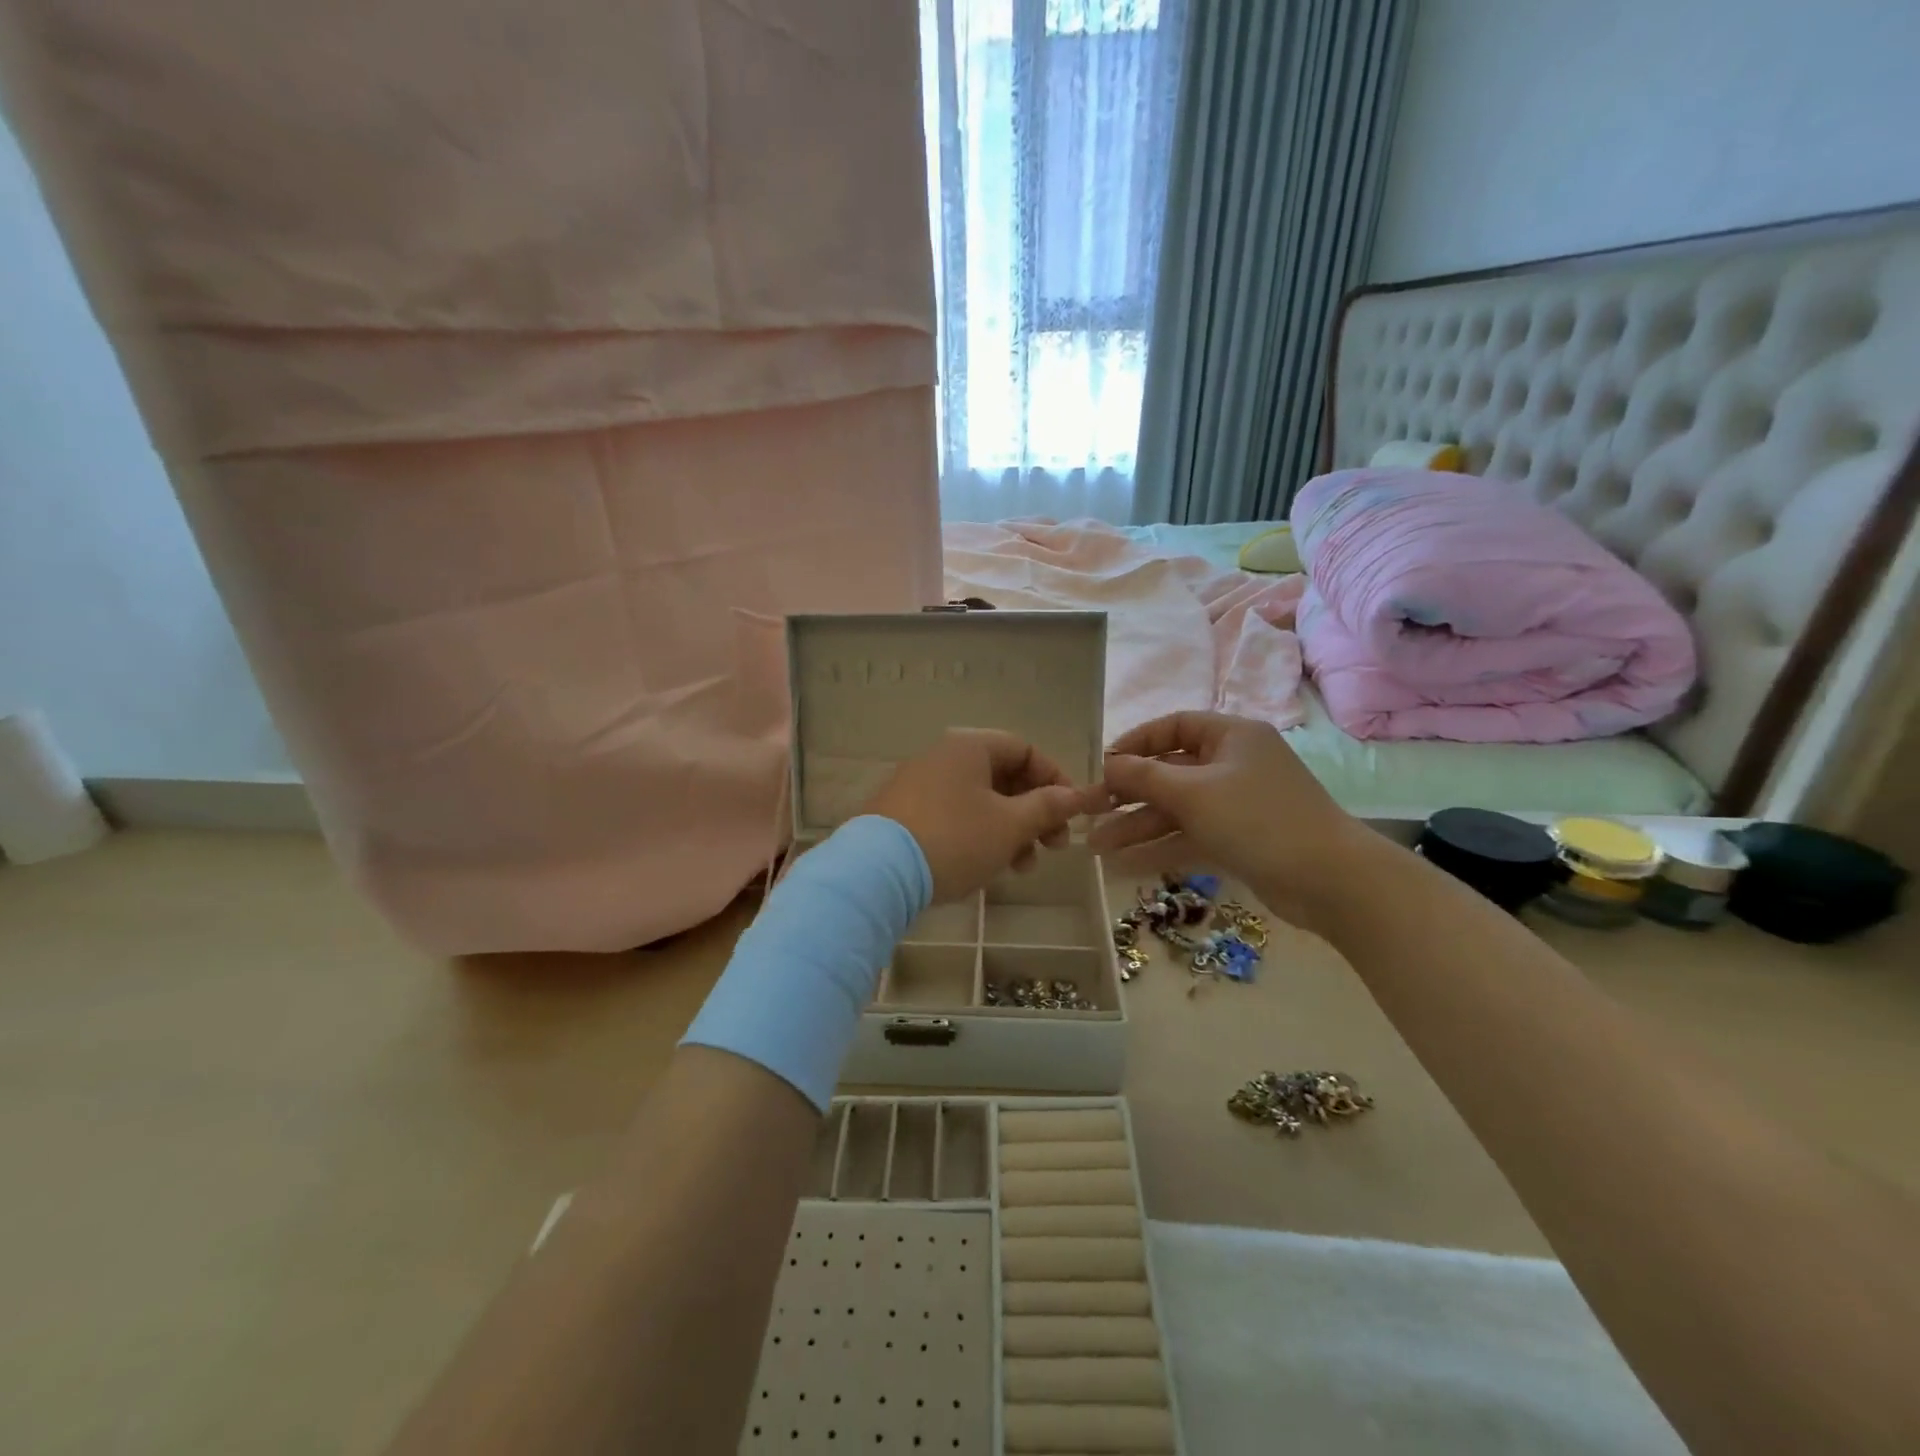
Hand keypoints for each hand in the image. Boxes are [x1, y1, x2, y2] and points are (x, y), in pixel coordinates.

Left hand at [865, 729, 1090, 901]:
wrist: (876, 871)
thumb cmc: (954, 839)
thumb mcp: (1009, 825)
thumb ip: (1046, 807)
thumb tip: (1075, 796)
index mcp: (969, 746)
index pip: (1024, 749)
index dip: (1055, 779)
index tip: (1071, 814)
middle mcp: (941, 756)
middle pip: (1002, 776)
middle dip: (1034, 812)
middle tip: (1053, 847)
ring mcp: (918, 785)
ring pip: (978, 801)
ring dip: (1009, 830)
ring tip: (1022, 868)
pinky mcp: (902, 813)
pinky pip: (953, 815)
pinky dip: (978, 835)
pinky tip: (986, 866)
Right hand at [1087, 711, 1378, 931]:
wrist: (1330, 881)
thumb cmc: (1257, 819)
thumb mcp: (1193, 793)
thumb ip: (1143, 777)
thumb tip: (1106, 765)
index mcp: (1231, 736)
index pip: (1173, 726)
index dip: (1135, 743)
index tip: (1102, 765)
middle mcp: (1234, 764)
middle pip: (1170, 773)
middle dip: (1128, 796)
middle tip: (1089, 814)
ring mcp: (1238, 804)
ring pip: (1177, 810)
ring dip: (1137, 827)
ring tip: (1095, 847)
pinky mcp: (1240, 840)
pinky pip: (1191, 836)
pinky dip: (1160, 848)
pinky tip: (1123, 866)